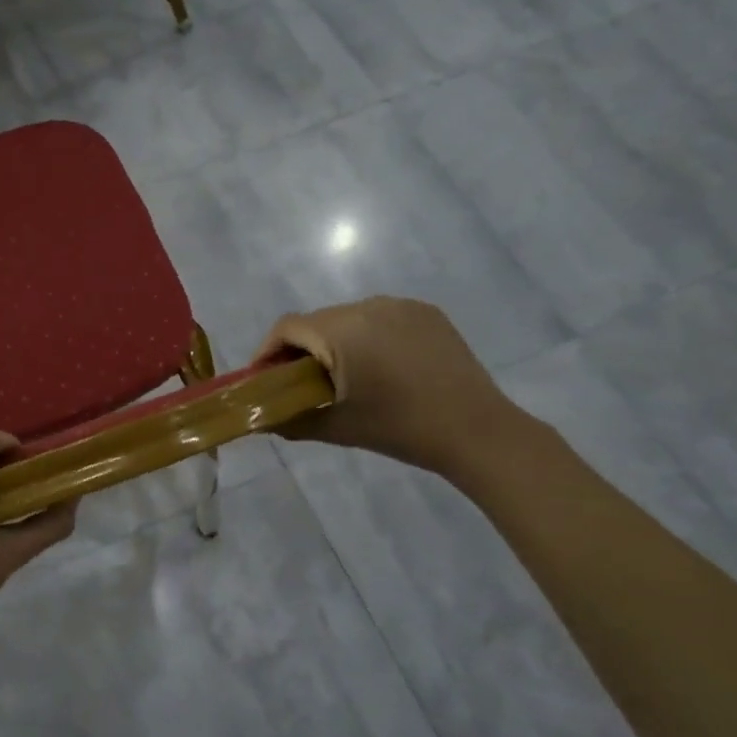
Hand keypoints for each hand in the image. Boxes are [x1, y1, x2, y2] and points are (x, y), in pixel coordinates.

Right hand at [256, 297, 536, 476]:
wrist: (476, 430)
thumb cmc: (399, 428)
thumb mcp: (337, 426)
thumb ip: (290, 420)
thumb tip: (260, 421)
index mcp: (341, 330)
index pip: (287, 327)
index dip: (268, 351)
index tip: (264, 379)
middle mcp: (368, 305)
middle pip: (317, 321)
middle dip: (302, 349)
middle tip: (300, 383)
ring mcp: (401, 306)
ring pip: (350, 318)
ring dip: (336, 342)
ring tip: (343, 376)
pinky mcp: (427, 313)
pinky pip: (381, 318)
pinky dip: (369, 337)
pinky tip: (380, 367)